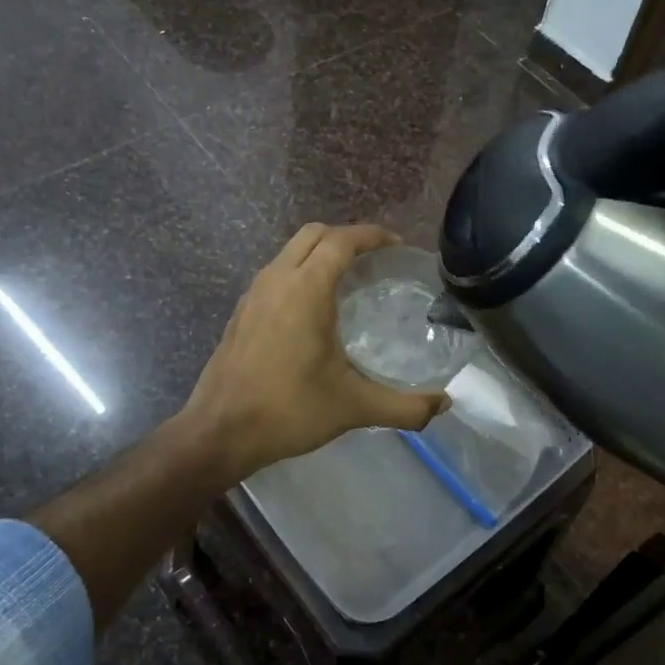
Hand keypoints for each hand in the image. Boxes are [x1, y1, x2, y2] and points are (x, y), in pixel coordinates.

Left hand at [181, 224, 448, 482]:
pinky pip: (275, 273)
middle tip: (374, 259)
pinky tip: (313, 308)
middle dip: (346, 236)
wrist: (221, 431)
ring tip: (348, 279)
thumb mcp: (354, 407)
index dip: (372, 236)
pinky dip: (299, 272)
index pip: (341, 241)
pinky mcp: (241, 312)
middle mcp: (276, 279)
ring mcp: (253, 294)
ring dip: (319, 253)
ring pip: (289, 251)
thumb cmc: (289, 410)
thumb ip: (405, 406)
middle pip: (313, 234)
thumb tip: (444, 405)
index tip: (396, 246)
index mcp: (305, 289)